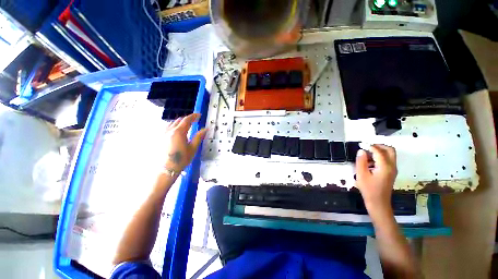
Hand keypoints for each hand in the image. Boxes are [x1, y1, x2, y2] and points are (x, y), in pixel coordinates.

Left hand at [164, 113, 206, 172]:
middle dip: (187, 119)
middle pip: (179, 120)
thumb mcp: (193, 148)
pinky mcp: (159, 138)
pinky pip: (167, 127)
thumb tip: (205, 129)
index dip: (193, 116)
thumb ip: (199, 136)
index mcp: (179, 132)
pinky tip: (176, 131)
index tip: (199, 115)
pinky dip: (174, 126)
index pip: (187, 120)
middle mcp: (169, 130)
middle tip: (194, 120)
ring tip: (186, 125)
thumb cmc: (182, 159)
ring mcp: (162, 133)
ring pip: (172, 123)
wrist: (166, 169)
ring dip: (180, 122)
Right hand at [355, 144, 396, 216]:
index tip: (361, 144)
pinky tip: (370, 162)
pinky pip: (388, 160)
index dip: (370, 146)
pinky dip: (380, 157)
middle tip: (367, 147)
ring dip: (379, 151)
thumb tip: (361, 151)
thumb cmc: (368, 189)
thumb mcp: (361, 175)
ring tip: (366, 154)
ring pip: (390, 155)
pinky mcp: (391, 173)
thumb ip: (361, 161)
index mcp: (385, 167)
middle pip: (390, 150)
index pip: (379, 151)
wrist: (378, 203)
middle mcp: (392, 166)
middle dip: (379, 146)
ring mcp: (393, 170)